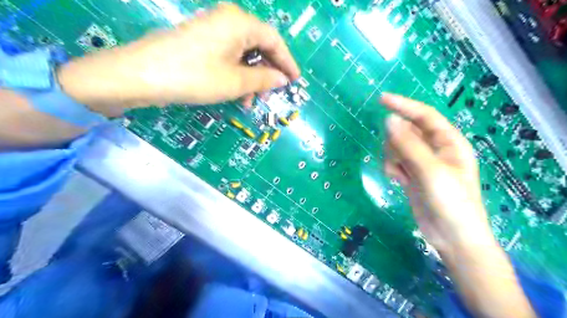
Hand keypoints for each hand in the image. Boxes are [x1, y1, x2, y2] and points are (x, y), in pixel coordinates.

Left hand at [56, 3, 299, 114]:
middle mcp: (228, 20)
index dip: (287, 62)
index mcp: (240, 23)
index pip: (275, 40)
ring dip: (252, 78)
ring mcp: (213, 30)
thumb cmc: (195, 77)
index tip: (295, 81)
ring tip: (250, 101)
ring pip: (244, 54)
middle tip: (271, 95)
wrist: (141, 76)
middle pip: (260, 45)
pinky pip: (230, 57)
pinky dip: (238, 75)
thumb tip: (282, 79)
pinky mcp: (203, 41)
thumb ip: (264, 79)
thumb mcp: (236, 82)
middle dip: (268, 72)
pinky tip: (236, 93)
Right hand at [381, 93, 496, 253]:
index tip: (381, 99)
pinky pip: (394, 162)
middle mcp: (435, 149)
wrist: (451, 237)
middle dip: (396, 142)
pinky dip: (391, 168)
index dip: (404, 105)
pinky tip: (397, 180)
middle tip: (398, 159)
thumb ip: (408, 145)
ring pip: (397, 147)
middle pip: (406, 132)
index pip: (424, 115)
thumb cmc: (450, 202)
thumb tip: (388, 120)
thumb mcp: (430, 171)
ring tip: (399, 173)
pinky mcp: (411, 175)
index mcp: (448, 142)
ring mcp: (421, 162)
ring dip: (392, 157)